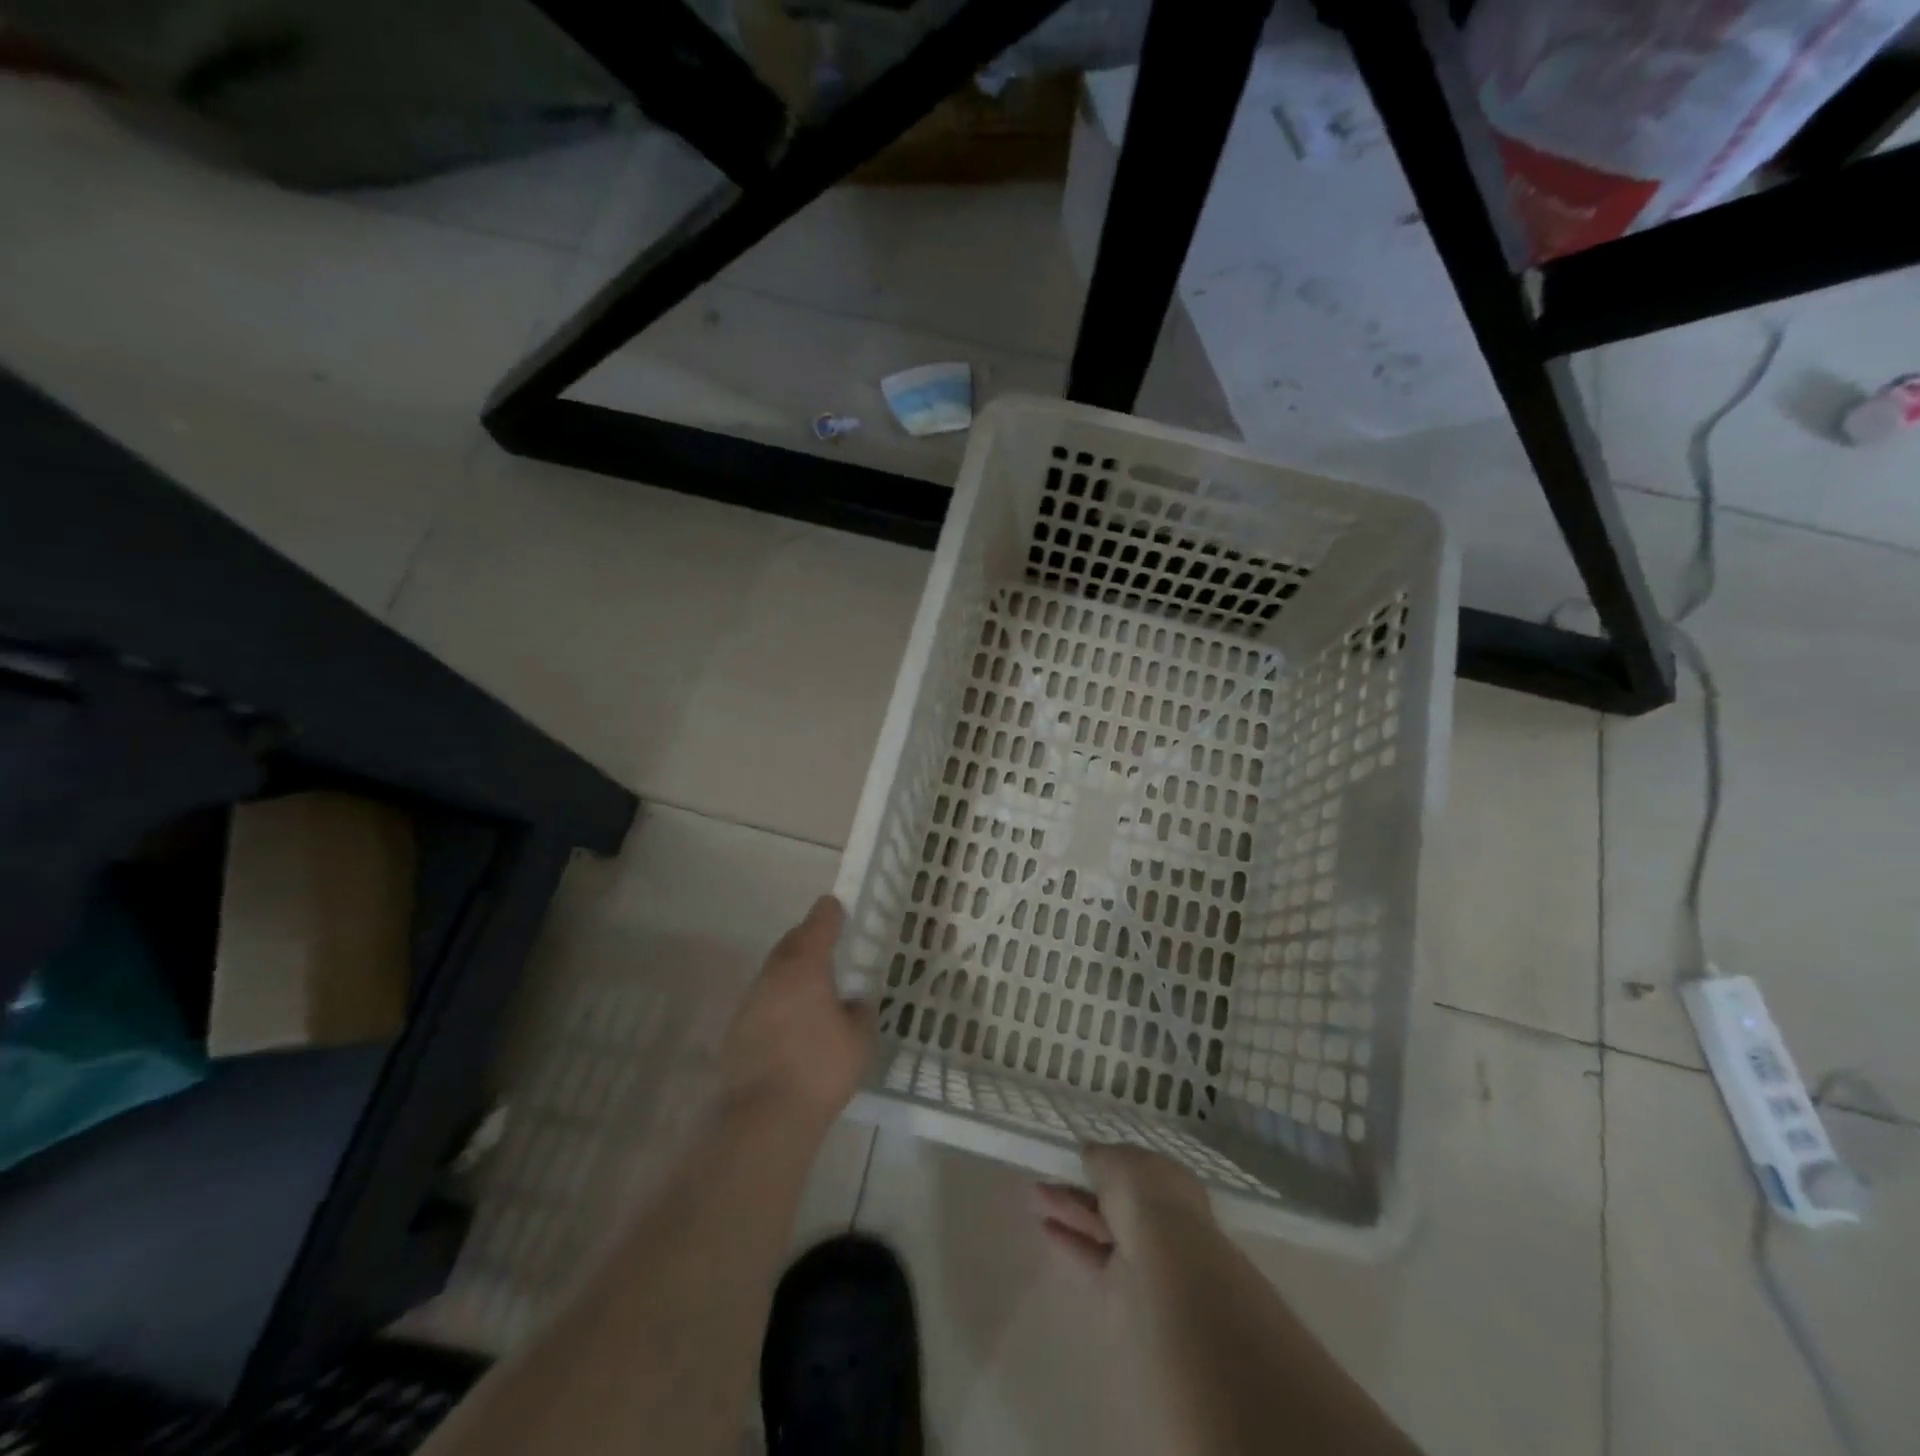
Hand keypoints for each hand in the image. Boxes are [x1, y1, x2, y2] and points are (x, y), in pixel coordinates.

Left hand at [719, 896, 875, 1127]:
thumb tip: (851, 1004)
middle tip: (823, 938)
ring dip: (791, 969)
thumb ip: (860, 1013)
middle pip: (790, 944)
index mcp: (805, 967)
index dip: (828, 914)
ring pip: (774, 972)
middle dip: (807, 937)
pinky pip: (764, 1000)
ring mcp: (750, 1002)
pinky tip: (792, 1017)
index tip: (834, 904)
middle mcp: (774, 976)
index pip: (818, 926)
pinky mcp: (737, 1030)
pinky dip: (779, 998)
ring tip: (811, 980)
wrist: (766, 1117)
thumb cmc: (821, 1068)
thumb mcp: (860, 1039)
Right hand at [1034, 1144, 1215, 1279]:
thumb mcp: (1116, 1159)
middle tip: (1048, 1173)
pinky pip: (1091, 1253)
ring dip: (1069, 1208)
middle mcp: (1158, 1214)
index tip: (1077, 1155)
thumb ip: (1098, 1155)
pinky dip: (1069, 1240)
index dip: (1105, 1160)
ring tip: (1035, 1193)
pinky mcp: (1122, 1282)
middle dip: (1081, 1185)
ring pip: (1099, 1224)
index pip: (1133, 1166)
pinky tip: (1043, 1226)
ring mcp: (1141, 1250)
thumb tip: (1087, 1154)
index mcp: (1167, 1179)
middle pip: (1113, 1196)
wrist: (1164, 1271)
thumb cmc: (1145, 1198)